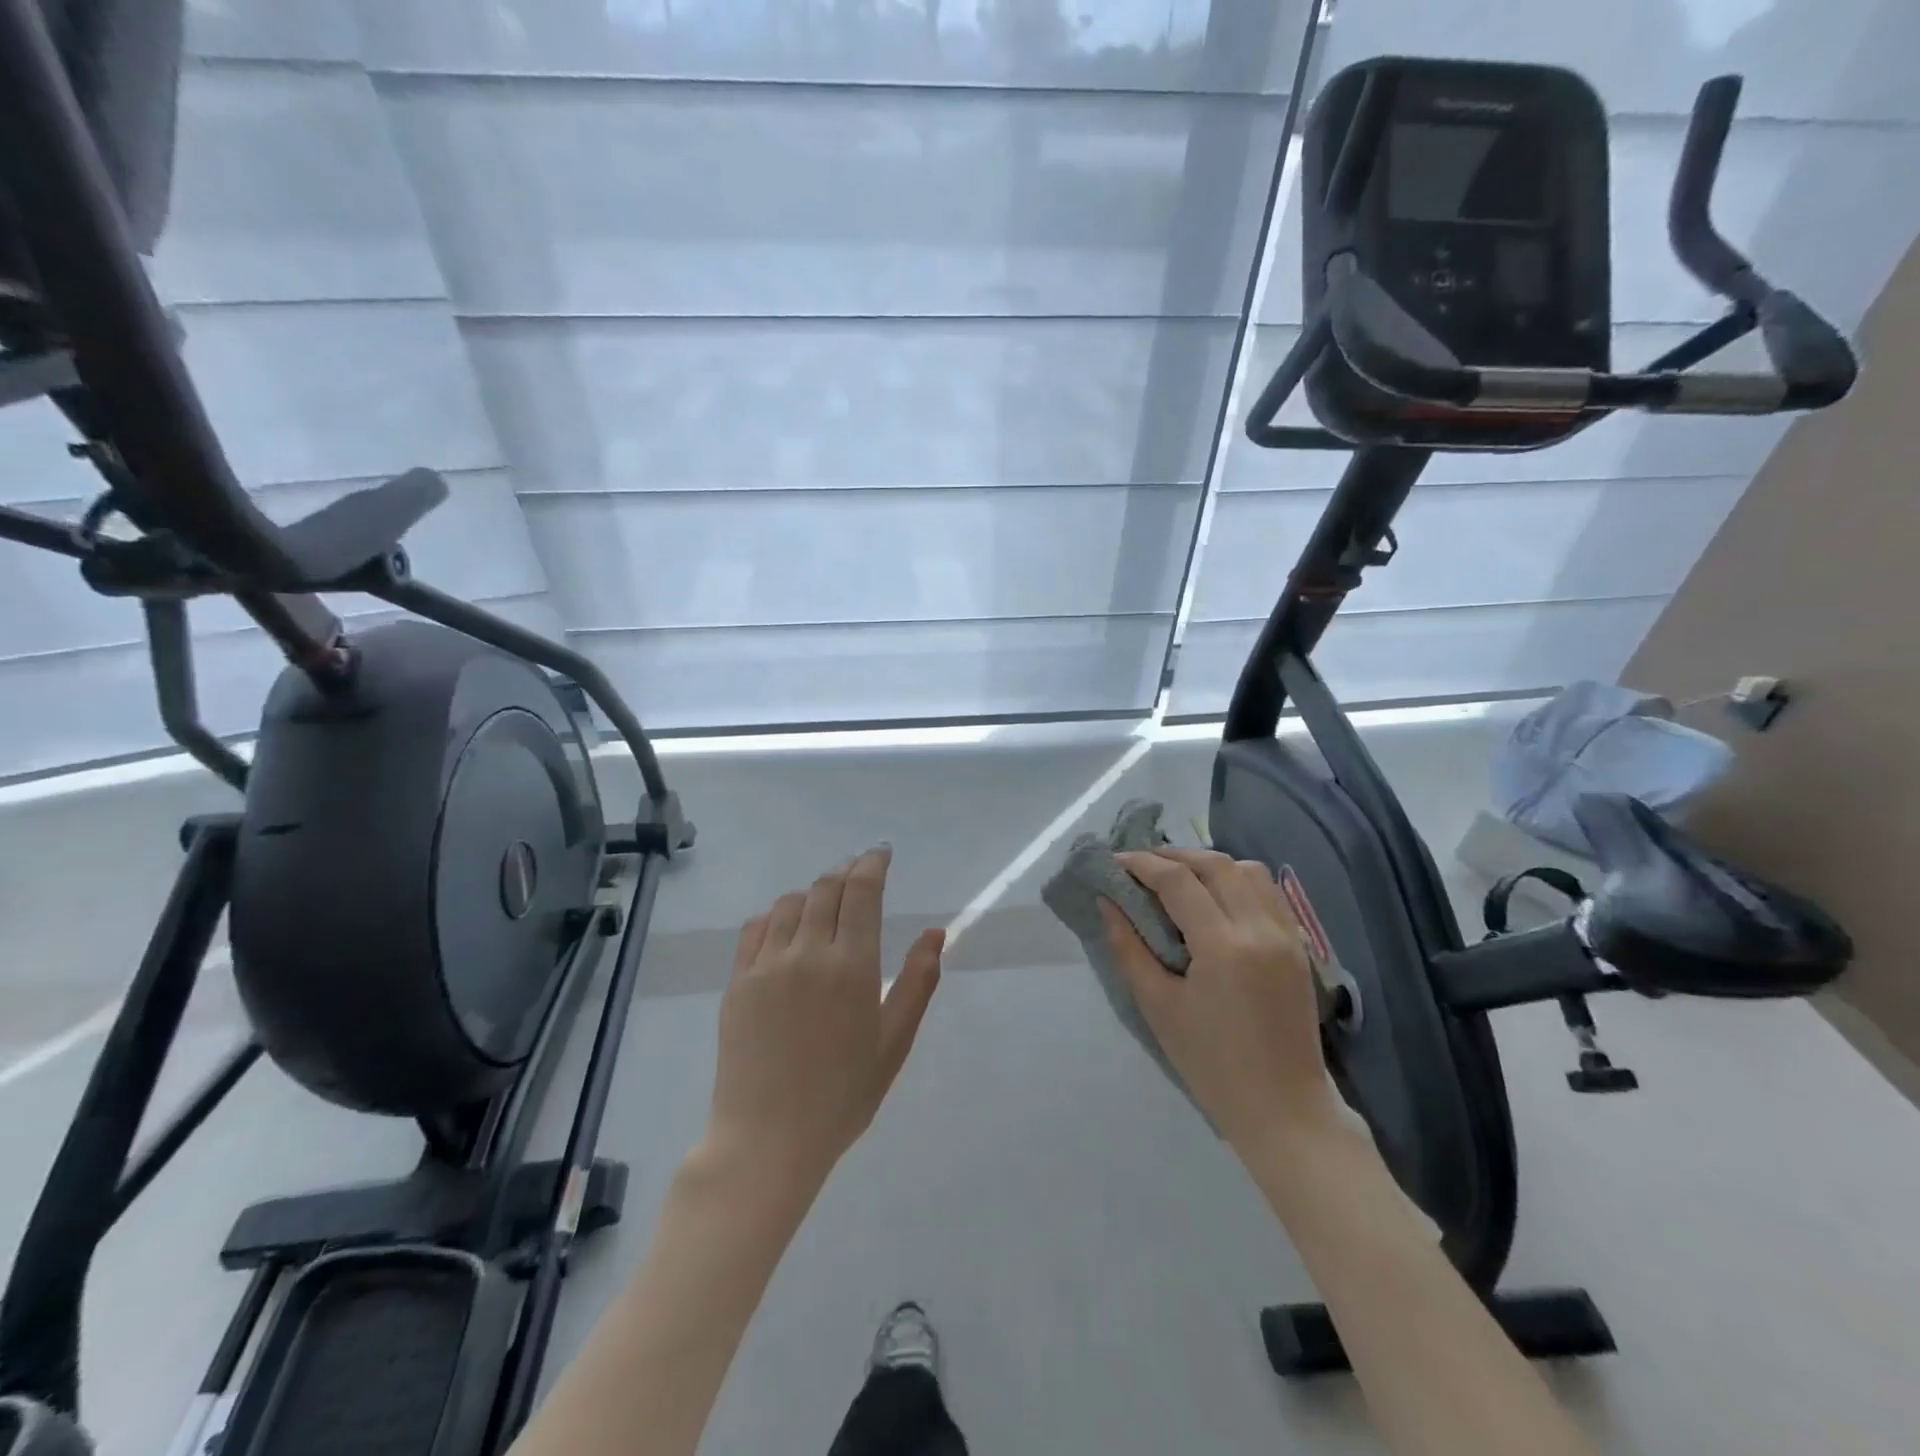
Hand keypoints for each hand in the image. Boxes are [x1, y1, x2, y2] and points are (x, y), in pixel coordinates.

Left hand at [705, 846, 944, 1194]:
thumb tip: (935, 934)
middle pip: (826, 888)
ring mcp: (766, 965)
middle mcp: (807, 953)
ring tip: (826, 898)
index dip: (873, 864)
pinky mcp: (737, 981)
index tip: (882, 852)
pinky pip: (756, 927)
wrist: (767, 1139)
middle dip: (846, 871)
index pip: (861, 891)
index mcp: (851, 966)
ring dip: (813, 890)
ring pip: (790, 902)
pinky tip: (786, 925)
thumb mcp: (893, 1042)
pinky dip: (776, 914)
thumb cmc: (843, 1095)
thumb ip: (917, 982)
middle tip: (859, 870)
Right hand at [1103, 848, 1337, 1151]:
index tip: (1114, 860)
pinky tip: (1215, 897)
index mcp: (1223, 946)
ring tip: (1177, 876)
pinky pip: (1267, 892)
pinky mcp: (1299, 946)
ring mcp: (1286, 935)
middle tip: (1141, 864)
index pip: (1178, 881)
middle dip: (1174, 855)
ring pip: (1248, 870)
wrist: (1284, 1110)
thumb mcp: (1158, 1007)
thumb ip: (1129, 948)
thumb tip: (1107, 903)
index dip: (1142, 864)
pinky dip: (1237, 880)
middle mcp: (1260, 928)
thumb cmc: (1211, 1065)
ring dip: (1209, 863)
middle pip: (1216, 864)